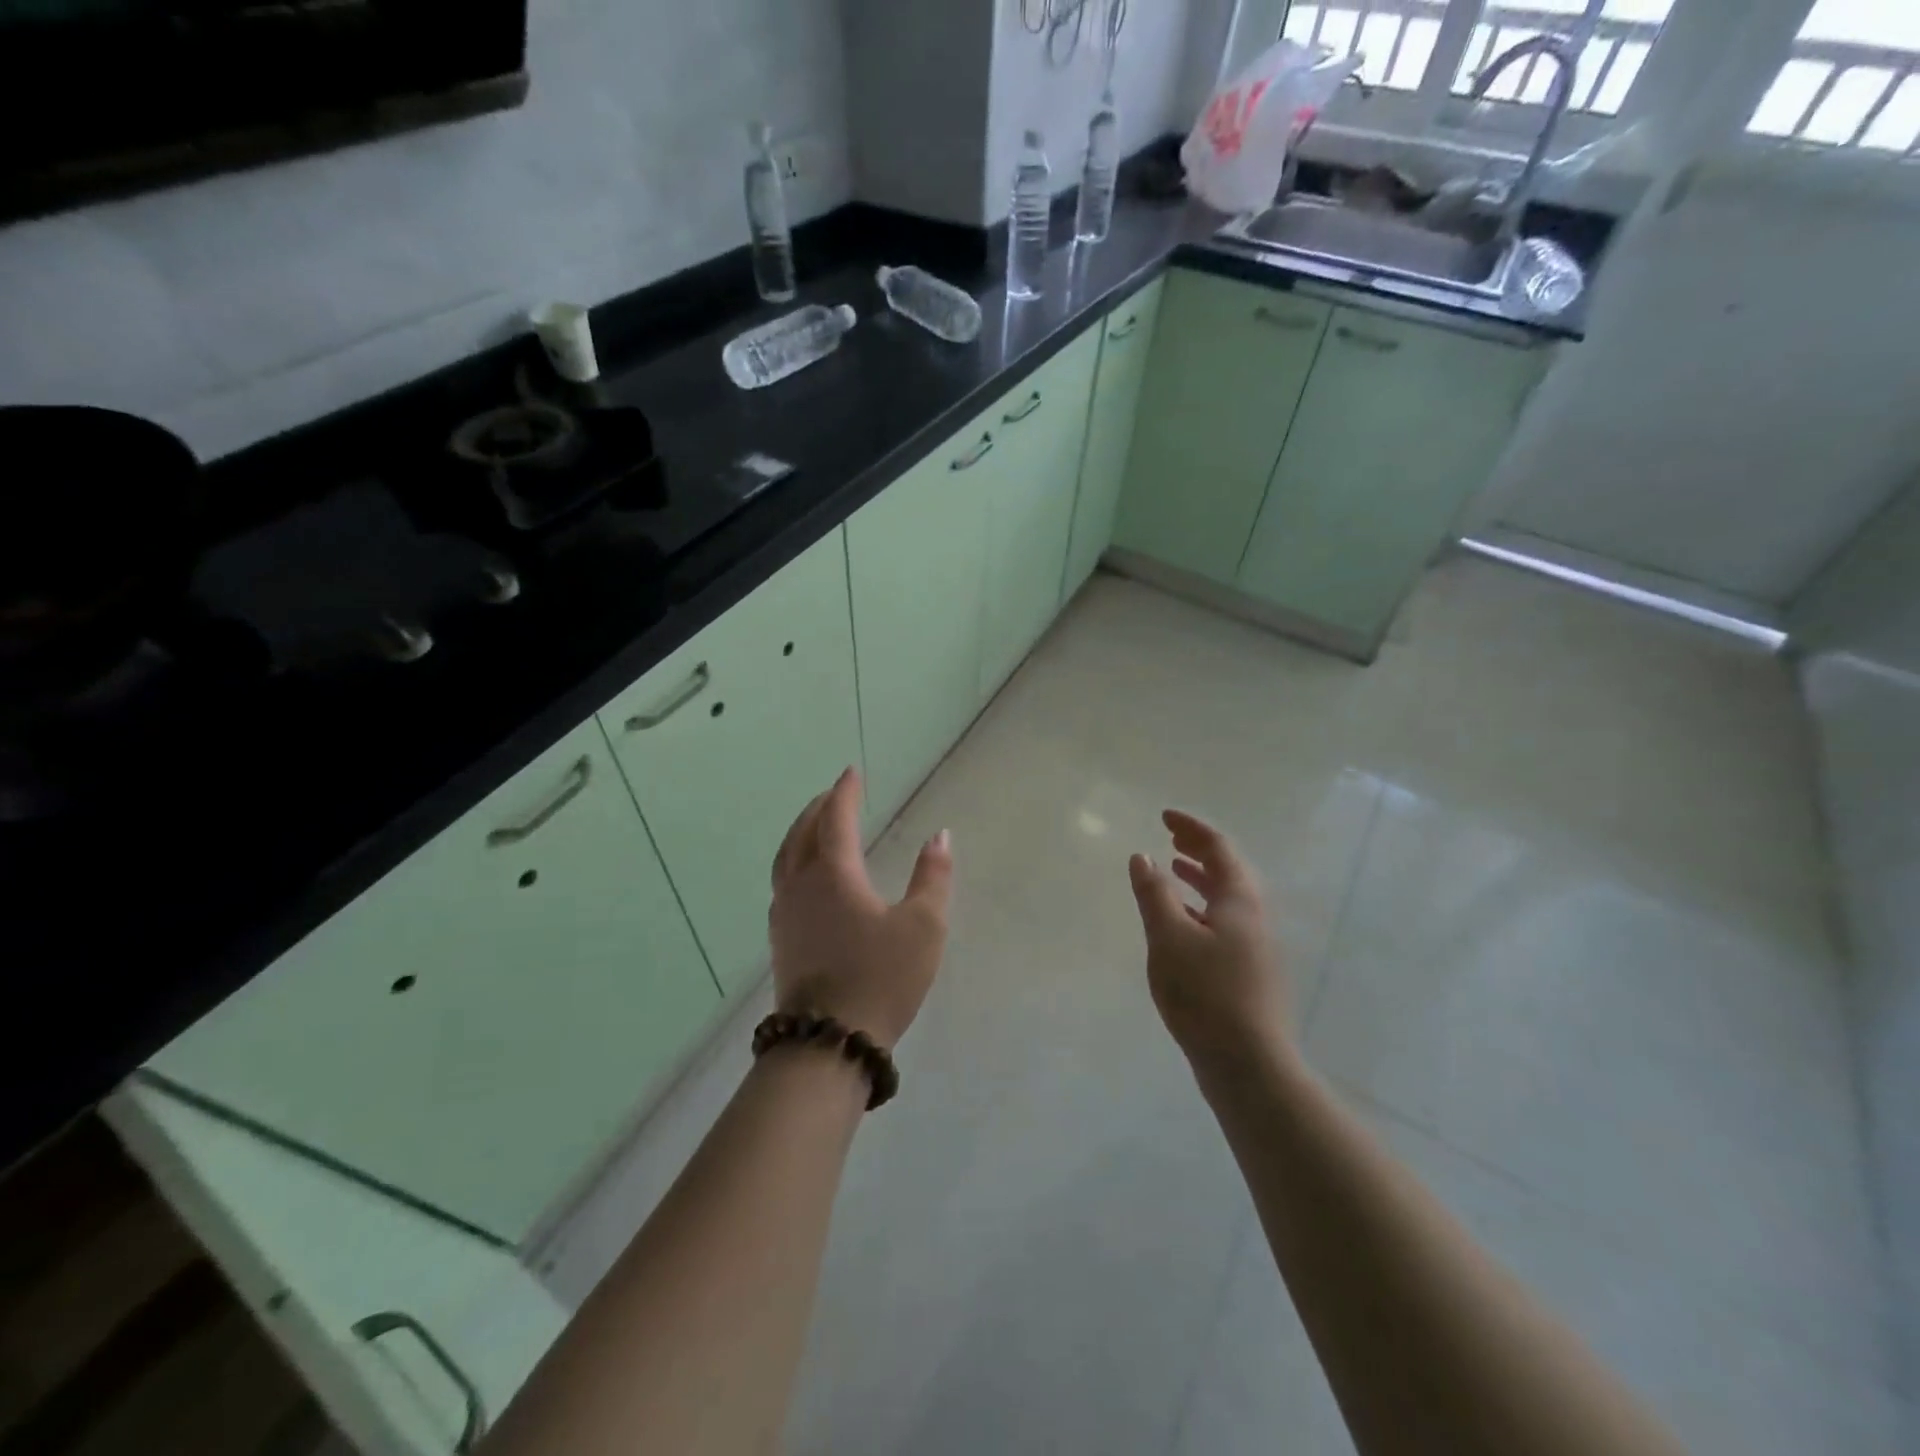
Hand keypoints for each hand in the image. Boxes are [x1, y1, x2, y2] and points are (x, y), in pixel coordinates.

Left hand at [769, 767, 953, 1047]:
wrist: (829, 1042)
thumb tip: (940, 836)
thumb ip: (932, 877)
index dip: (844, 793)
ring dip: (800, 833)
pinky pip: (782, 883)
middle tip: (832, 794)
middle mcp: (801, 885)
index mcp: (833, 874)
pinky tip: (805, 878)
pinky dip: (793, 862)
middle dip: (818, 809)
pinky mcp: (780, 940)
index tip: (851, 773)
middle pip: (802, 833)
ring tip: (814, 826)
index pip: (835, 819)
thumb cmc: (881, 977)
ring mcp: (785, 914)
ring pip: (786, 859)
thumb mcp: (923, 926)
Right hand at [1128, 809, 1292, 1071]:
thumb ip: (1154, 893)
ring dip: (1200, 877)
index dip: (1192, 828)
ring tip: (1173, 869)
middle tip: (1170, 836)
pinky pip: (1223, 921)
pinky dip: (1200, 907)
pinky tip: (1181, 924)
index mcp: (1240, 900)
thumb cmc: (1206, 993)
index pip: (1218, 848)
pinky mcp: (1248, 972)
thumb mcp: (1169, 937)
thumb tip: (1143, 857)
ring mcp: (1254, 947)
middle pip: (1228, 870)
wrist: (1249, 1065)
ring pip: (1227, 898)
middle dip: (1198, 849)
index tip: (1164, 816)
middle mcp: (1253, 917)